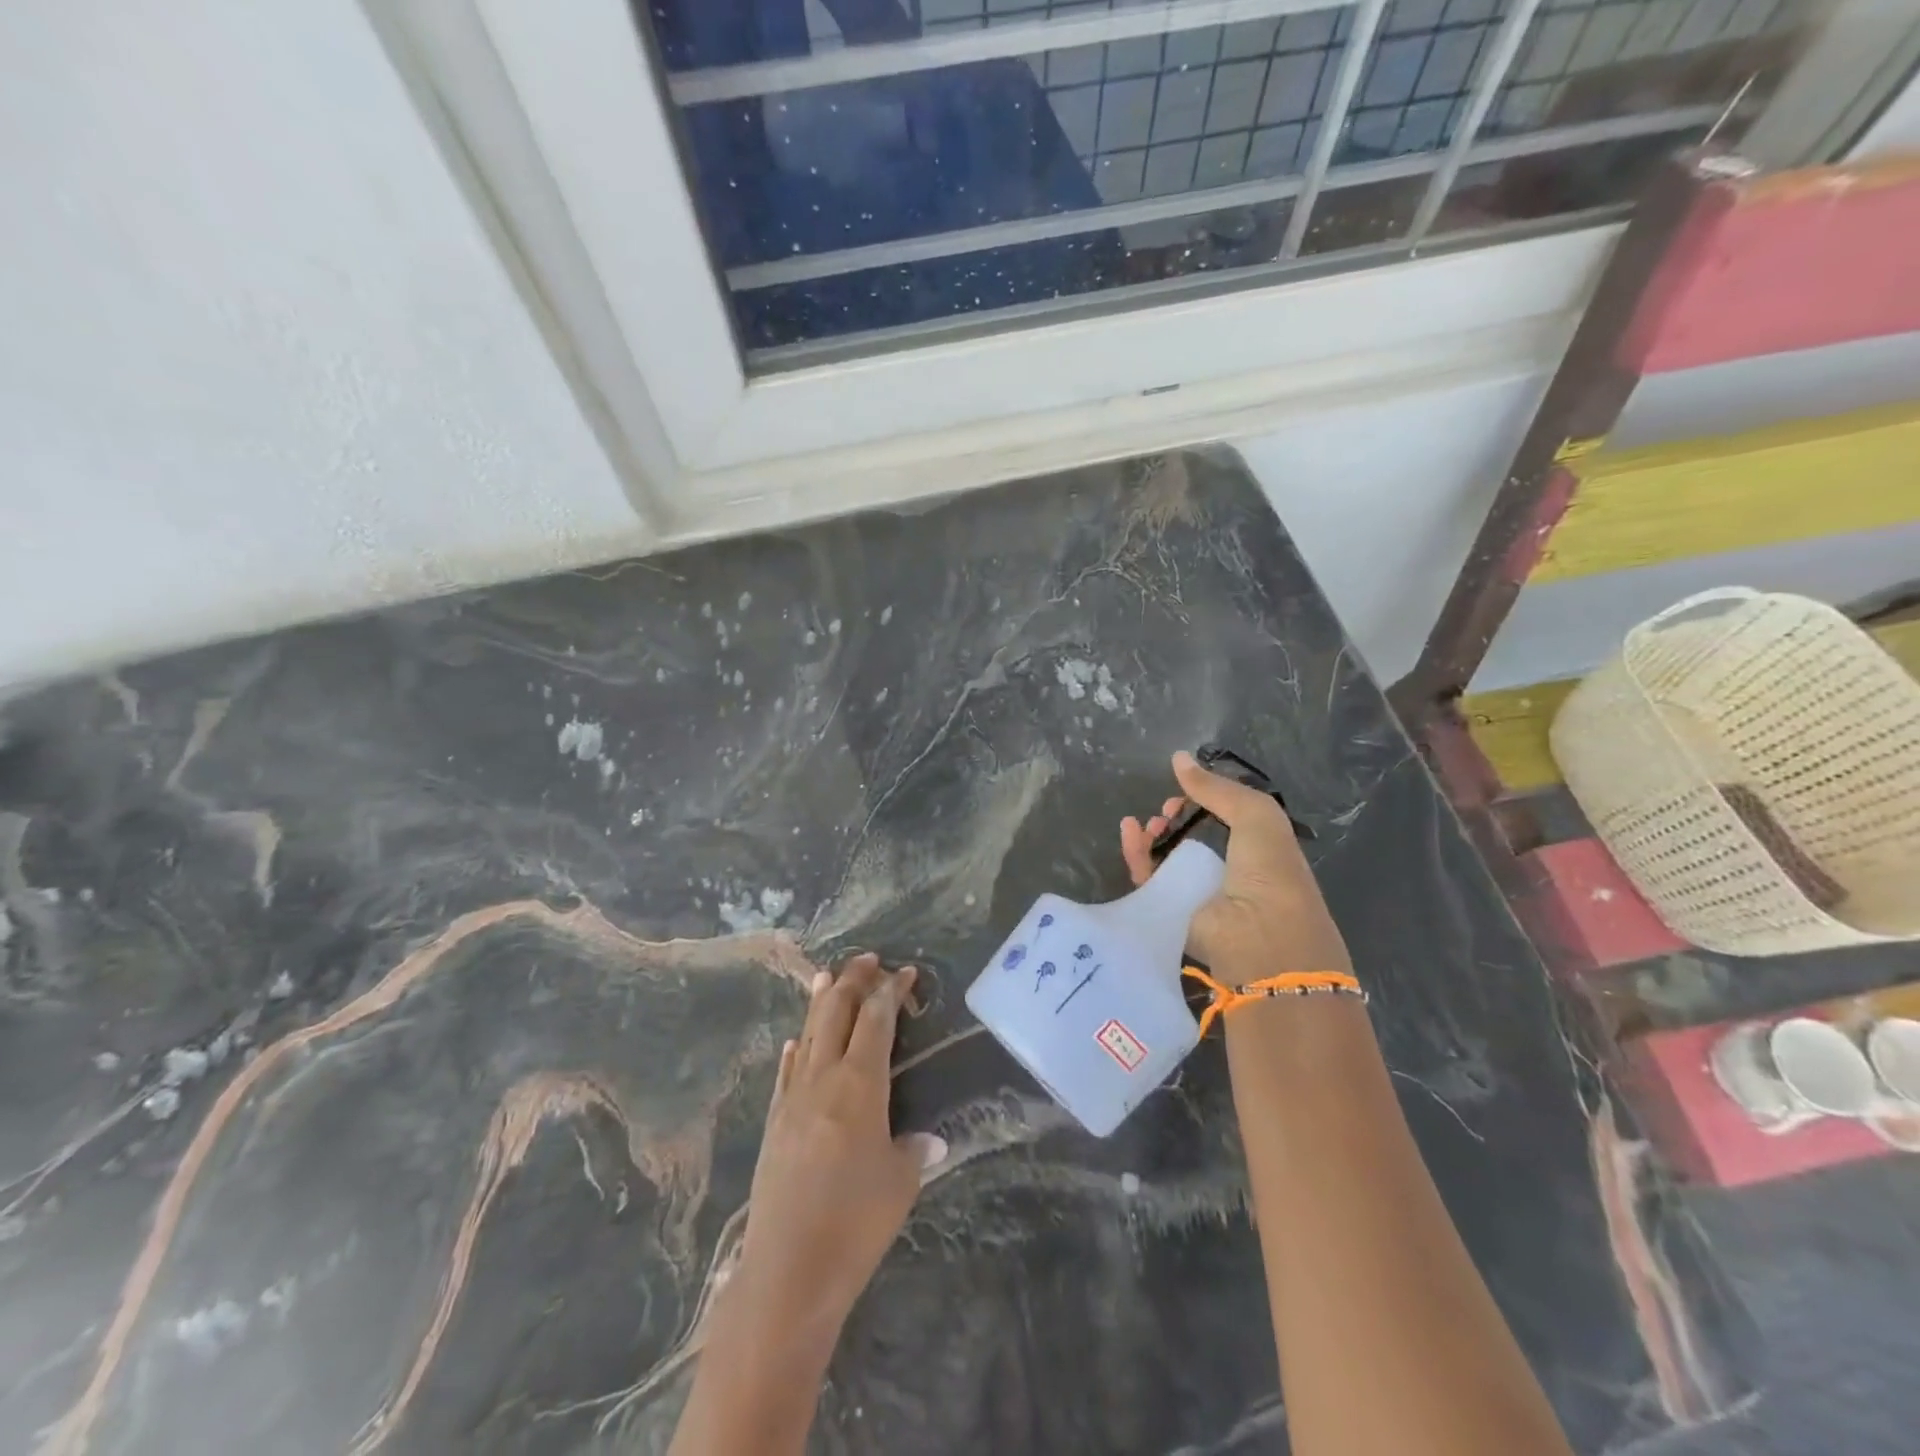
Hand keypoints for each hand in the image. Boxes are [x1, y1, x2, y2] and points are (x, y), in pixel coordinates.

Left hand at [732, 954, 947, 1343]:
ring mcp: (792, 1099)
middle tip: (867, 959)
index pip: (876, 1020)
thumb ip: (915, 1151)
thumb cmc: (855, 1222)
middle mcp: (823, 1078)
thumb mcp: (900, 1183)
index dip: (891, 991)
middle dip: (853, 981)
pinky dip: (796, 1049)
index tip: (905, 972)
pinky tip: (795, 1041)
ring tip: (827, 975)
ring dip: (820, 1002)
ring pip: (808, 1034)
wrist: (788, 1270)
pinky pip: (786, 1071)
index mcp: (860, 1084)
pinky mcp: (773, 1123)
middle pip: (836, 1014)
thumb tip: (930, 1140)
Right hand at [1119, 751, 1351, 986]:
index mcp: (1259, 851)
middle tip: (1165, 810)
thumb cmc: (1270, 873)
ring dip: (1154, 836)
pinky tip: (1130, 831)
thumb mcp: (1256, 816)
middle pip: (1193, 839)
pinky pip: (1149, 878)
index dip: (1206, 802)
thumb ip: (1217, 788)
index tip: (1187, 792)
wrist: (1260, 939)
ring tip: (1146, 823)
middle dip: (1176, 819)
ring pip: (1167, 858)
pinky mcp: (1172, 912)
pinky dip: (1137, 854)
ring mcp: (1200, 894)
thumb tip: (1178, 757)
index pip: (1226, 820)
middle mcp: (1230, 873)